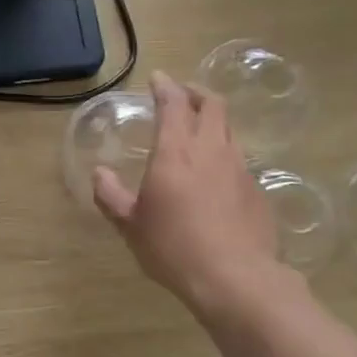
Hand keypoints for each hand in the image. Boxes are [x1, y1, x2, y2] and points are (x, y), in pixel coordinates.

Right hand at [94, 71, 303, 326]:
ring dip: (213, 122)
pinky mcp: (257, 190)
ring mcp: (240, 168)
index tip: (158, 78)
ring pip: (229, 130)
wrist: (234, 278)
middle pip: (212, 104)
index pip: (174, 103)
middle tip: (182, 96)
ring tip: (199, 131)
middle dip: (196, 93)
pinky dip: (224, 154)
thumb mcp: (131, 225)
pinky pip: (240, 160)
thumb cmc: (173, 247)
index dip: (165, 86)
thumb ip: (111, 195)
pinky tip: (216, 176)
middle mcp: (211, 150)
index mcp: (176, 151)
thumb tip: (99, 175)